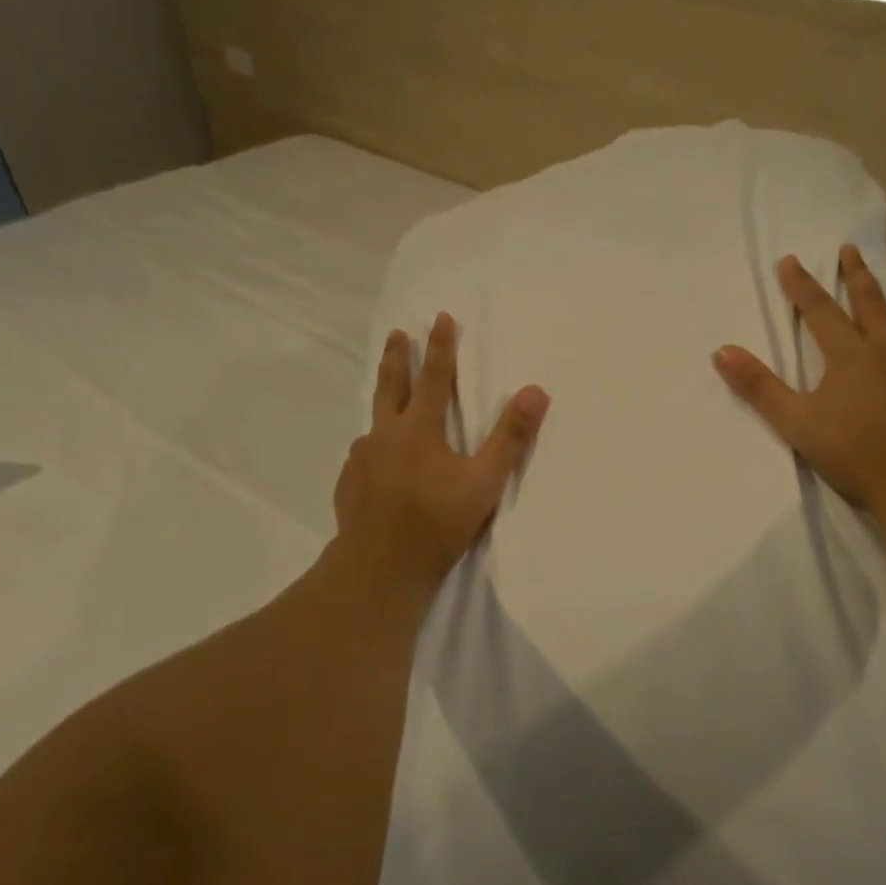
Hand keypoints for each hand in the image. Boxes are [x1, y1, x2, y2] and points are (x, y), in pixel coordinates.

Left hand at [334, 313, 549, 589]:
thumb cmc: (437, 521)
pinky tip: (376, 463)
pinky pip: (363, 456)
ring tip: (387, 403)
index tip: (440, 317)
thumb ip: (510, 436)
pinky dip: (374, 448)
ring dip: (382, 403)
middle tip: (397, 334)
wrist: (380, 567)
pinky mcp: (349, 484)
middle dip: (397, 358)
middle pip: (391, 386)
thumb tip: (536, 391)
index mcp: (419, 429)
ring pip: (373, 422)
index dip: (440, 347)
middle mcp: (385, 435)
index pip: (434, 377)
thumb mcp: (485, 481)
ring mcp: (361, 460)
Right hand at [713, 245, 885, 514]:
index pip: (819, 311)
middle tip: (851, 251)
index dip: (802, 285)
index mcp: (849, 356)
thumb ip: (759, 386)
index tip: (790, 260)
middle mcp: (885, 355)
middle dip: (857, 276)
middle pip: (871, 305)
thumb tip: (722, 351)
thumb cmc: (849, 450)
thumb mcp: (794, 420)